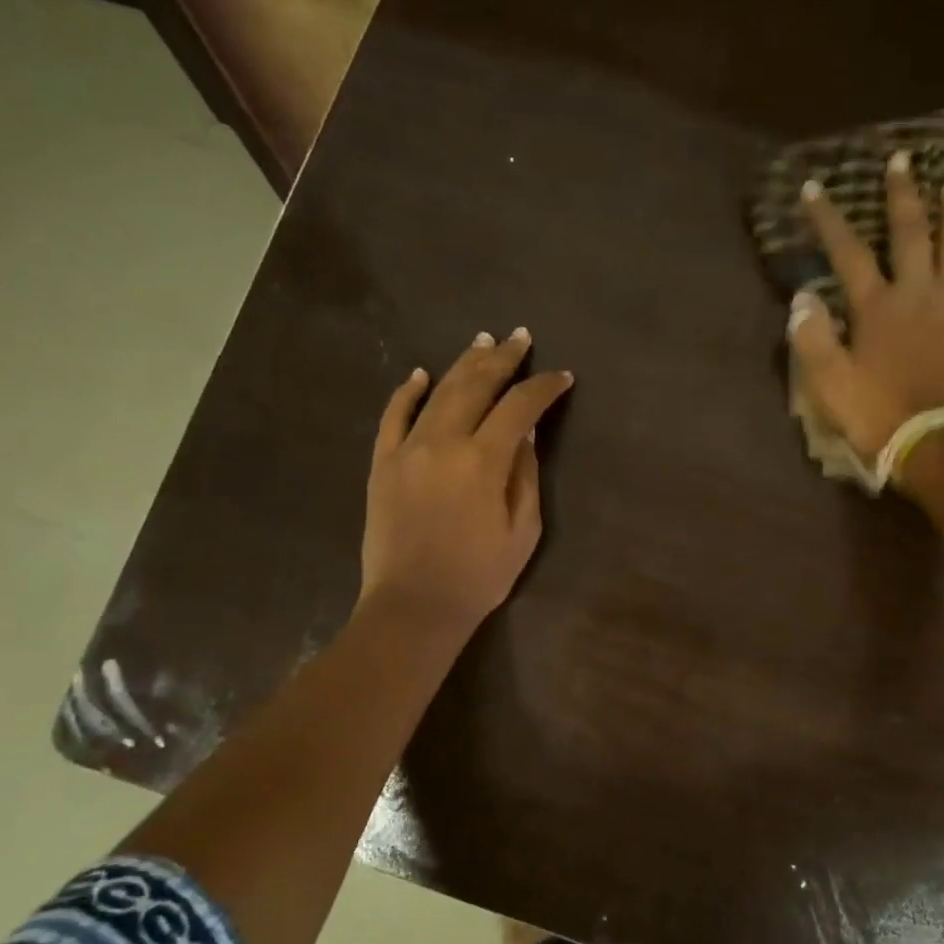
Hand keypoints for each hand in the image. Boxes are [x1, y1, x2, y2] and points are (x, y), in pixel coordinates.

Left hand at [360, 329, 573, 635]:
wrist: (414, 606)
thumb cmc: (479, 576)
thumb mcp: (521, 532)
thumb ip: (525, 476)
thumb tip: (528, 435)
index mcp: (483, 461)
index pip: (519, 408)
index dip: (543, 388)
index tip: (561, 378)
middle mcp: (443, 442)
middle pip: (476, 386)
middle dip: (502, 359)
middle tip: (520, 337)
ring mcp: (407, 450)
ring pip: (438, 392)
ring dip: (463, 364)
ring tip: (482, 342)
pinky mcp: (382, 464)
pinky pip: (393, 417)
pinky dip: (407, 392)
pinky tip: (420, 374)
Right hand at [787, 151, 943, 459]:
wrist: (940, 442)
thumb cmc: (879, 416)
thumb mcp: (830, 385)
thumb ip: (812, 340)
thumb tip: (801, 298)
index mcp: (876, 307)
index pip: (847, 252)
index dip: (828, 218)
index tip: (815, 186)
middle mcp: (918, 292)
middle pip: (911, 232)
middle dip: (902, 194)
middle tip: (903, 160)